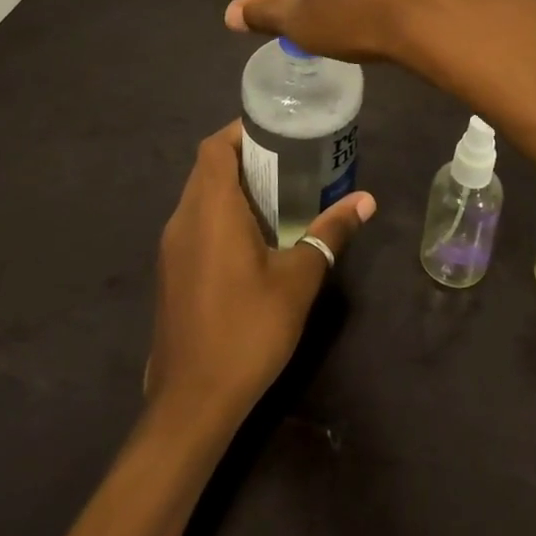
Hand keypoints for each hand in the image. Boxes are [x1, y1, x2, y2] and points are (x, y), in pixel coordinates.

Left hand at [145, 121, 375, 427]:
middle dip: (243, 158)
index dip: (241, 131)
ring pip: (198, 197)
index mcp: (210, 210)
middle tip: (287, 161)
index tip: (277, 132)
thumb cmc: (247, 330)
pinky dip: (219, 215)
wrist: (191, 403)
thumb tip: (365, 200)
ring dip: (230, 188)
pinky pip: (193, 225)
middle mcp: (182, 220)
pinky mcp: (170, 274)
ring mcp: (171, 249)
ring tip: (275, 194)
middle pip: (206, 169)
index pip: (215, 147)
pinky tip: (251, 239)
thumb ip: (329, 234)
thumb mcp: (299, 280)